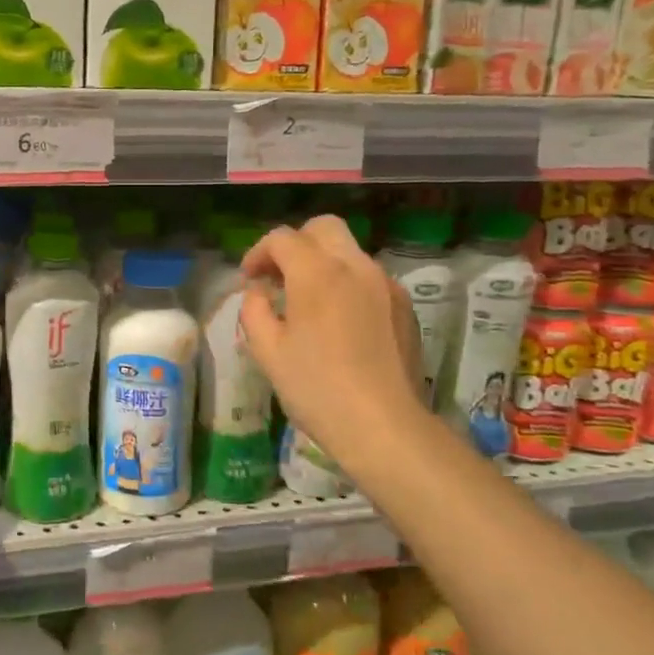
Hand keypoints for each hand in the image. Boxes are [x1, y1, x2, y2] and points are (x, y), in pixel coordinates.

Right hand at [239, 216, 425, 467]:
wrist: (384, 426)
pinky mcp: (404, 306)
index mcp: (318, 273)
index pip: (283, 238)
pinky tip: (339, 322)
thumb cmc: (316, 388)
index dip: (259, 253)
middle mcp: (356, 266)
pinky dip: (347, 284)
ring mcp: (385, 284)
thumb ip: (255, 310)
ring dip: (323, 263)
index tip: (249, 280)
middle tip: (279, 277)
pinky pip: (369, 278)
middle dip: (295, 244)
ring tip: (307, 302)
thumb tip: (260, 293)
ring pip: (349, 252)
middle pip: (323, 228)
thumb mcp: (267, 352)